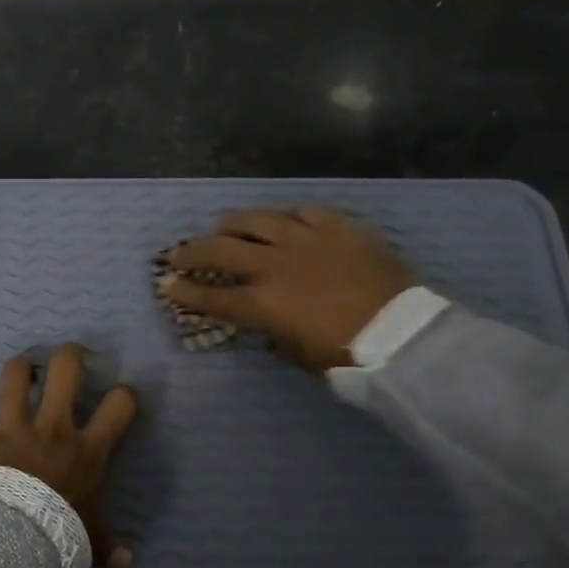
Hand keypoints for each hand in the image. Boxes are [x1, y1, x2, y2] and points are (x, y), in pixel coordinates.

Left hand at [0, 343, 139, 567]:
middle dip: (68, 355)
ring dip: (18, 370)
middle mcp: (52, 429)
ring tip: (21, 370)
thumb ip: (107, 545)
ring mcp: (11, 430)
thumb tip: (127, 563)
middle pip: (65, 371)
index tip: (121, 396)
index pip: (119, 406)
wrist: (9, 543)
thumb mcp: (90, 541)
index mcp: (86, 450)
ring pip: (14, 379)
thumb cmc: (59, 536)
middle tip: (68, 356)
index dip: (124, 395)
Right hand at [160, 207, 417, 372]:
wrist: (403, 335)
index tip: (165, 285)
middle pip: (221, 250)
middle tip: (179, 253)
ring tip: (224, 226)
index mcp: (262, 303)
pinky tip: (282, 220)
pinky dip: (286, 217)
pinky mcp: (337, 227)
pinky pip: (303, 211)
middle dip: (192, 252)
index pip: (211, 295)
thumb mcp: (297, 354)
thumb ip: (272, 333)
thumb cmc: (347, 356)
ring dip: (233, 223)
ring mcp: (306, 240)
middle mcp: (274, 265)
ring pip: (257, 219)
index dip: (184, 291)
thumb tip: (265, 323)